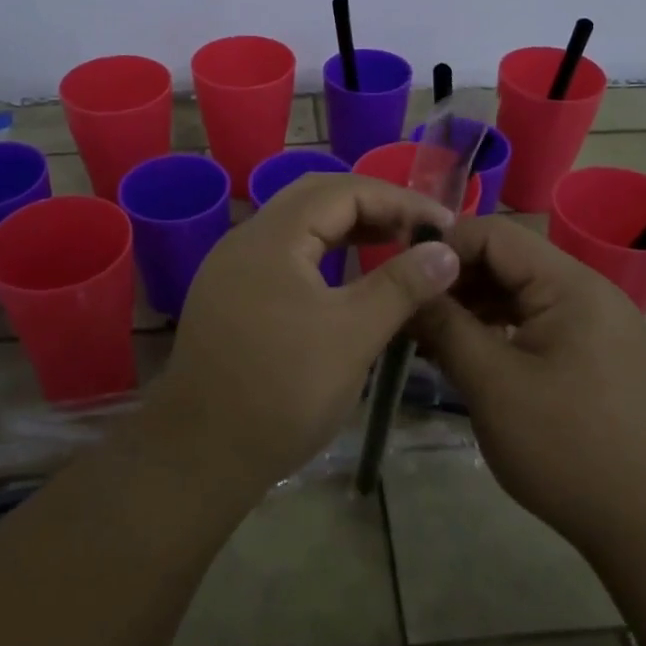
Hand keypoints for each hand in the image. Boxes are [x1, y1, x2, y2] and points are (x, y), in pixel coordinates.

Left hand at [154, 173, 461, 493]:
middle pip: (317, 198)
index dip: (399, 200)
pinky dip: (323, 253)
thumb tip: (445, 250)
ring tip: (393, 246)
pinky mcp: (230, 296)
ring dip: (347, 228)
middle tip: (418, 231)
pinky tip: (346, 280)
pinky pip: (284, 255)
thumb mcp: (353, 335)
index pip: (344, 190)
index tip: (444, 225)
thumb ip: (402, 285)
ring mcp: (232, 268)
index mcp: (273, 236)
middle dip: (373, 206)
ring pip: (298, 227)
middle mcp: (247, 239)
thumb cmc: (283, 390)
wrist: (200, 455)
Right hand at [411, 216, 645, 555]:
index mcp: (571, 286)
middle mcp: (588, 291)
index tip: (402, 276)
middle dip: (455, 280)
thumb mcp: (492, 384)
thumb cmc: (565, 449)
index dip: (443, 246)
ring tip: (430, 337)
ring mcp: (596, 323)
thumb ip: (445, 326)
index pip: (495, 234)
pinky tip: (468, 355)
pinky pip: (537, 322)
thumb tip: (408, 288)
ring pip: (519, 293)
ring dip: (473, 306)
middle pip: (508, 261)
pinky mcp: (595, 353)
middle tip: (410, 312)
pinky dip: (499, 330)